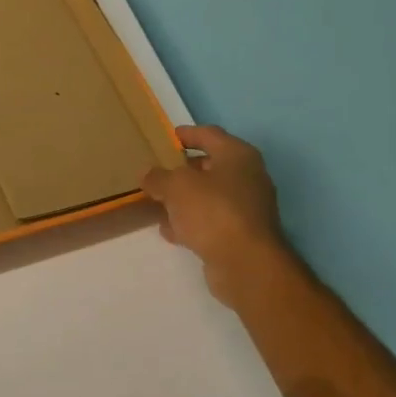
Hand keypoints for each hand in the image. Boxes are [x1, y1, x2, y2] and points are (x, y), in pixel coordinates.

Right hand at [141, 126, 288, 309]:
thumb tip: (148, 174)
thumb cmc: (213, 211)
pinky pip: (210, 220)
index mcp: (237, 156)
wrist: (245, 263)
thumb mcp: (176, 186)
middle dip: (183, 170)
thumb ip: (158, 177)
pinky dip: (191, 222)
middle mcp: (247, 177)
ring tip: (157, 201)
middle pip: (210, 166)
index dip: (187, 134)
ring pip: (208, 196)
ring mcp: (246, 208)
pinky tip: (170, 230)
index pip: (209, 134)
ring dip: (185, 198)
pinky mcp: (240, 234)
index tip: (168, 136)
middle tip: (158, 171)